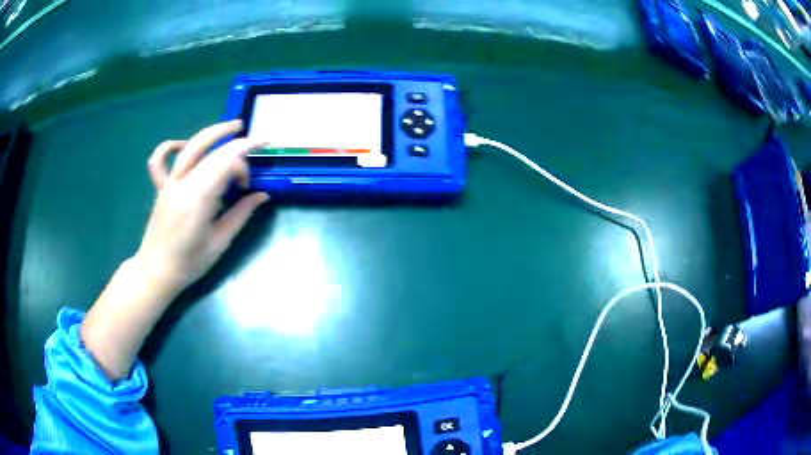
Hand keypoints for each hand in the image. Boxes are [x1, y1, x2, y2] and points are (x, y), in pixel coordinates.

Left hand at [137, 120, 268, 295]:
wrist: (156, 272)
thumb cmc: (189, 264)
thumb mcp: (219, 243)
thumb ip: (241, 214)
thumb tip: (262, 195)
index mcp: (198, 199)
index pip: (226, 165)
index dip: (244, 167)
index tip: (250, 185)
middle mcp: (182, 184)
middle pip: (213, 151)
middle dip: (239, 144)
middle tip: (259, 141)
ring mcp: (169, 183)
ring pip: (191, 146)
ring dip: (214, 132)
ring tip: (234, 126)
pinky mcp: (161, 187)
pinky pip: (160, 159)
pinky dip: (172, 146)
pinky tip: (185, 145)